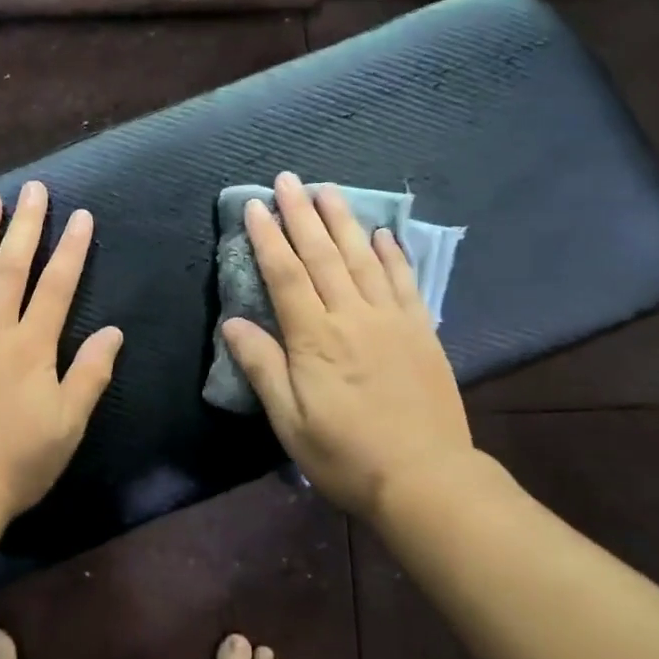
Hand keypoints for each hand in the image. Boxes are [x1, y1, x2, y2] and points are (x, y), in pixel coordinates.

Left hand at [0, 181, 123, 525]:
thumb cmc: (15, 464)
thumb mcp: (67, 426)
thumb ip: (90, 374)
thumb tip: (114, 331)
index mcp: (30, 348)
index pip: (56, 286)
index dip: (71, 249)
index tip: (80, 215)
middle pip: (10, 268)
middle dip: (25, 226)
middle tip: (32, 189)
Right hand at [221, 173, 482, 518]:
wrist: (426, 479)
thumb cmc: (346, 454)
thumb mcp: (290, 421)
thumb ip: (262, 366)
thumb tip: (232, 323)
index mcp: (315, 337)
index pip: (285, 274)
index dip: (268, 237)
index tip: (256, 206)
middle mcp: (352, 316)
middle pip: (322, 254)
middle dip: (302, 214)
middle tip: (288, 179)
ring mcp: (391, 320)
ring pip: (362, 258)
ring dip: (343, 221)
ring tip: (329, 189)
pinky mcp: (420, 331)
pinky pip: (404, 281)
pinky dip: (393, 253)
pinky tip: (383, 233)